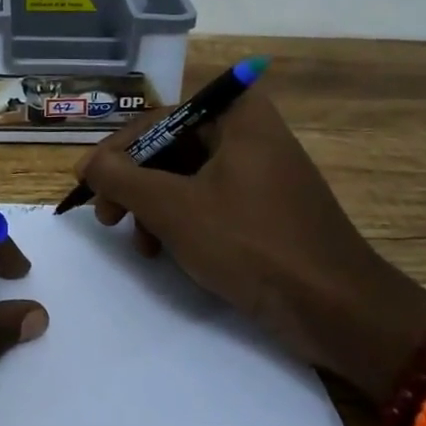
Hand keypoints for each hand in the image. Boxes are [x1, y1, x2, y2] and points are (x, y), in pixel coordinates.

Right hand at [77, 83, 425, 402]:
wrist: (339, 311)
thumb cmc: (251, 243)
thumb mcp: (173, 207)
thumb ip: (121, 178)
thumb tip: (88, 163)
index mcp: (237, 115)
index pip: (157, 119)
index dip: (116, 151)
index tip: (86, 181)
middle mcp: (250, 132)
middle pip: (171, 147)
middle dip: (134, 183)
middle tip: (107, 216)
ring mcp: (261, 171)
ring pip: (187, 176)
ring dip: (153, 206)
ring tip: (139, 243)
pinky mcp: (267, 207)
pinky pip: (210, 199)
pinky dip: (182, 220)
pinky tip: (166, 251)